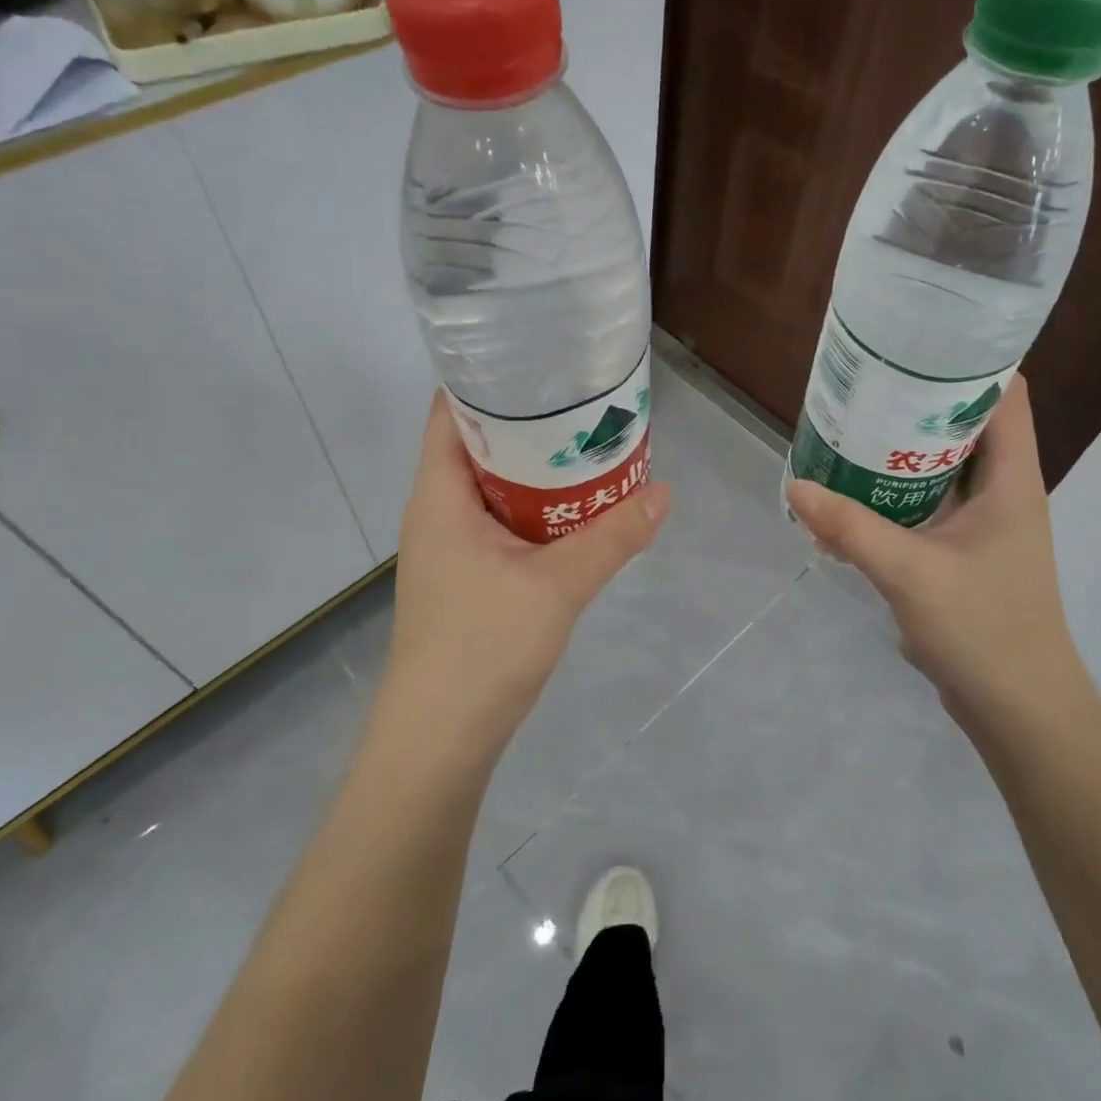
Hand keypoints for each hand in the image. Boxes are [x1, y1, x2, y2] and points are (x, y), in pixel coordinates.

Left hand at [376, 395, 670, 769]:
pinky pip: (501, 522)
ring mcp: (450, 546)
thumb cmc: (482, 647)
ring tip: (591, 446)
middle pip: (479, 445)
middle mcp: (437, 511)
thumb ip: (613, 537)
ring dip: (537, 470)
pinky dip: (535, 508)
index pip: (449, 411)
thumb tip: (664, 492)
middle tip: (585, 403)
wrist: (440, 739)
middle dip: (530, 423)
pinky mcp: (466, 576)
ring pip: (494, 487)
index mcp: (439, 495)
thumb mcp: (557, 585)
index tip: (541, 361)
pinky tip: (577, 511)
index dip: (489, 379)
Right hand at [786, 375, 1095, 734]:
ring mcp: (986, 524)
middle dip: (920, 402)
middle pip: (967, 425)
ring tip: (853, 426)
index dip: (970, 361)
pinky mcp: (965, 552)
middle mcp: (1004, 492)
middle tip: (866, 384)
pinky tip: (855, 492)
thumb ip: (851, 527)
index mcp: (1012, 479)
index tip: (916, 344)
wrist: (1018, 708)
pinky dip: (898, 491)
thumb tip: (795, 486)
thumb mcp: (909, 572)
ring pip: (945, 466)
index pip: (1007, 394)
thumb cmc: (983, 629)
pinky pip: (930, 504)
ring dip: (904, 449)